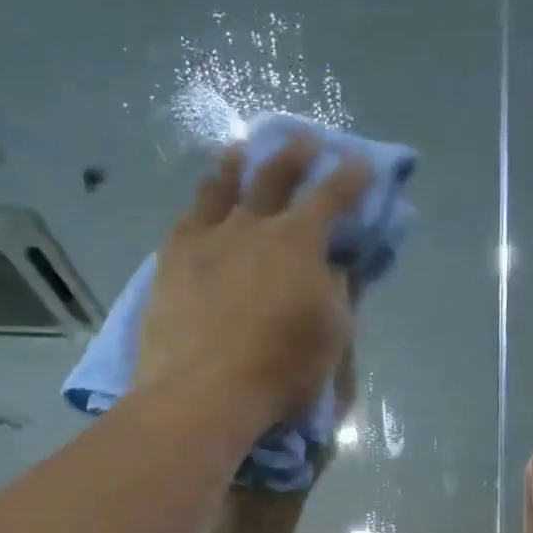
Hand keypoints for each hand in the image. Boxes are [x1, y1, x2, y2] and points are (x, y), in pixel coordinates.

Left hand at [138, 140, 368, 428]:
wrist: (204, 392)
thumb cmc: (280, 370)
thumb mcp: (332, 336)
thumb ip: (339, 293)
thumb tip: (337, 267)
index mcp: (299, 241)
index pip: (332, 195)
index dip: (351, 176)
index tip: (360, 164)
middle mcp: (253, 225)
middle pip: (275, 174)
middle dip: (295, 153)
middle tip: (305, 141)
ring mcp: (207, 238)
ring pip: (222, 186)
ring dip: (238, 166)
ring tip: (241, 154)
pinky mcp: (171, 259)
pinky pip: (187, 218)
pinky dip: (201, 205)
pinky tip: (201, 205)